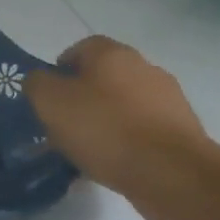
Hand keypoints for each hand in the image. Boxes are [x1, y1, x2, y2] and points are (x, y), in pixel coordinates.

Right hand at [25, 36, 209, 204]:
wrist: (171, 172)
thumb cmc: (103, 128)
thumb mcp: (49, 101)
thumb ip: (37, 83)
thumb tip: (41, 80)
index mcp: (112, 54)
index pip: (81, 48)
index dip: (61, 68)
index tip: (48, 95)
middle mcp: (144, 67)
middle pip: (104, 76)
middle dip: (83, 95)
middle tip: (63, 122)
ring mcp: (169, 99)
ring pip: (125, 103)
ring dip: (106, 118)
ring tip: (86, 148)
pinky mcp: (182, 130)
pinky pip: (142, 128)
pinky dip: (126, 139)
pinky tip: (112, 161)